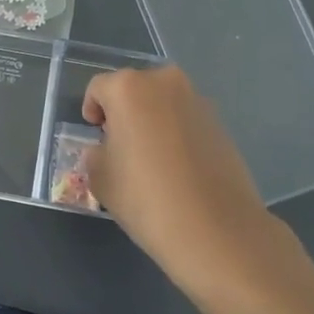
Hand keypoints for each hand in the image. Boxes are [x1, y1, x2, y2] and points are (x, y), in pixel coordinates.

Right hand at [81, 65, 285, 288]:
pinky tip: (177, 168)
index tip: (95, 134)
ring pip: (163, 103)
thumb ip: (96, 154)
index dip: (91, 110)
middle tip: (120, 144)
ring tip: (151, 159)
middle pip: (134, 89)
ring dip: (152, 121)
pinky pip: (186, 120)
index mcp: (129, 88)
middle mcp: (165, 83)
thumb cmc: (145, 197)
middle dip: (124, 111)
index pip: (99, 88)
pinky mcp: (221, 124)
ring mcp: (198, 101)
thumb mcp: (100, 177)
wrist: (216, 230)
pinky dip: (176, 134)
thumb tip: (106, 150)